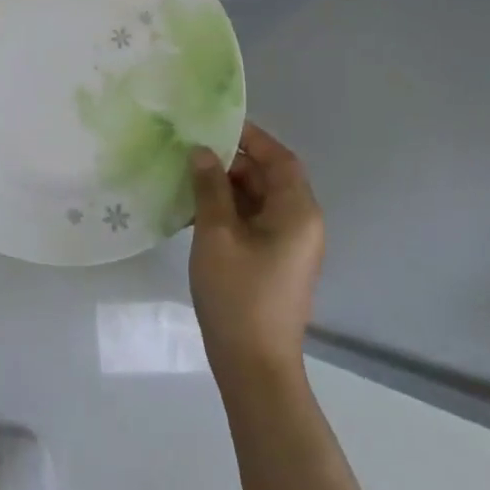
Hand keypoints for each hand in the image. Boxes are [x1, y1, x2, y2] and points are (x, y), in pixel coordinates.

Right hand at [189, 122, 325, 384]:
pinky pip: (254, 223)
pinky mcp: (274, 263)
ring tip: (187, 178)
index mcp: (297, 212)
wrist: (254, 366)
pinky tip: (194, 212)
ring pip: (258, 201)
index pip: (280, 159)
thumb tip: (203, 152)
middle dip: (233, 162)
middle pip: (269, 178)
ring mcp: (289, 246)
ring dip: (227, 187)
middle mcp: (301, 224)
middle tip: (192, 151)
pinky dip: (229, 211)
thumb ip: (210, 187)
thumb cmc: (238, 294)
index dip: (251, 137)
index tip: (216, 124)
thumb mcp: (217, 234)